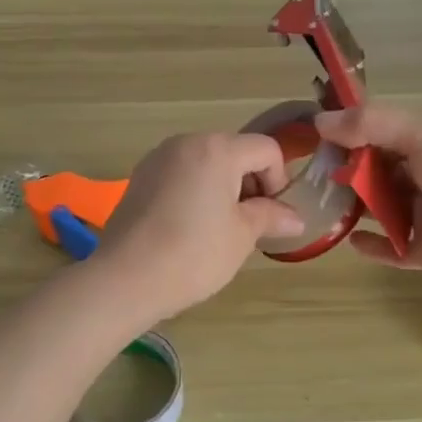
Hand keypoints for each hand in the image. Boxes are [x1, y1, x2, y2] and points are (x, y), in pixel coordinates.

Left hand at [94, 133, 302, 323]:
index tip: (272, 216)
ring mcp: (158, 159)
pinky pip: (181, 175)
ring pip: (206, 164)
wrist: (126, 279)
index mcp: (217, 149)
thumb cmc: (194, 254)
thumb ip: (271, 216)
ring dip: (223, 189)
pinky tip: (189, 229)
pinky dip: (195, 192)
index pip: (266, 150)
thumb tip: (295, 217)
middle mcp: (185, 143)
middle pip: (234, 152)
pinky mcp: (139, 178)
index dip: (279, 181)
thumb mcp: (242, 235)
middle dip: (250, 184)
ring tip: (219, 229)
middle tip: (249, 225)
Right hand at [314, 106, 421, 288]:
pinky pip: (392, 249)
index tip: (315, 135)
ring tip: (322, 206)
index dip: (351, 133)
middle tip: (313, 175)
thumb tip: (319, 120)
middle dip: (348, 171)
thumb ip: (371, 125)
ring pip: (381, 210)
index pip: (382, 134)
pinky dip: (372, 246)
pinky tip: (350, 241)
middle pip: (378, 173)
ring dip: (355, 207)